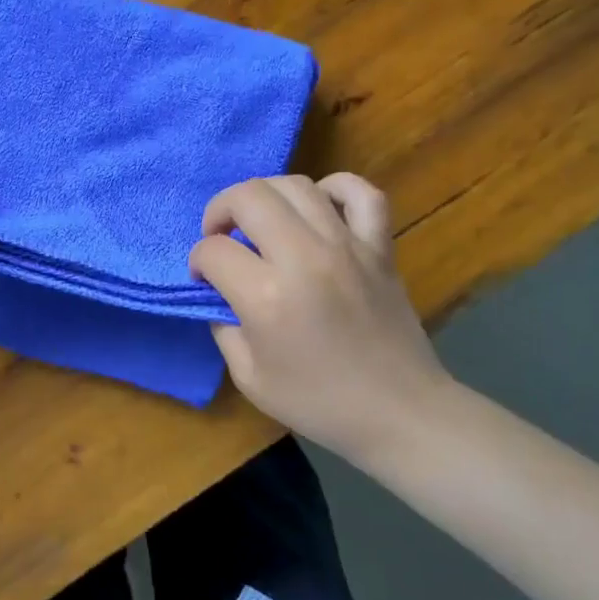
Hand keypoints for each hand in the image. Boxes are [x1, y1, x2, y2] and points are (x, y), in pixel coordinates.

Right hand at [189, 174, 453, 464]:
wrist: (400, 413)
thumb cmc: (318, 402)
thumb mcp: (248, 376)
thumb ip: (223, 325)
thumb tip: (220, 292)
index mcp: (266, 296)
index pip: (212, 250)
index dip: (198, 262)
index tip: (204, 280)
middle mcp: (304, 258)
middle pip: (248, 197)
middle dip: (220, 211)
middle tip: (221, 238)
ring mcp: (347, 246)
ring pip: (295, 186)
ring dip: (264, 197)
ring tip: (260, 223)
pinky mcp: (380, 247)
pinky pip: (361, 193)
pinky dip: (335, 188)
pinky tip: (318, 206)